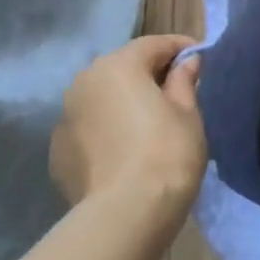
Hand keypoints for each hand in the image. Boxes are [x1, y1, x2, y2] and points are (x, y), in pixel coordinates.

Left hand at [51, 35, 206, 239]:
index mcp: (117, 67)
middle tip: (178, 91)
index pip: (153, 44)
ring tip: (151, 122)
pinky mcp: (58, 152)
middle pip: (122, 68)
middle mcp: (83, 83)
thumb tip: (187, 63)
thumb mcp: (187, 113)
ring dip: (125, 102)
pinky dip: (108, 130)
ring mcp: (64, 119)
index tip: (201, 57)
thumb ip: (184, 81)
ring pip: (102, 99)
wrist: (125, 214)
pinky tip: (127, 150)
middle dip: (149, 74)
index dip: (180, 48)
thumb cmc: (167, 153)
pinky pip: (90, 129)